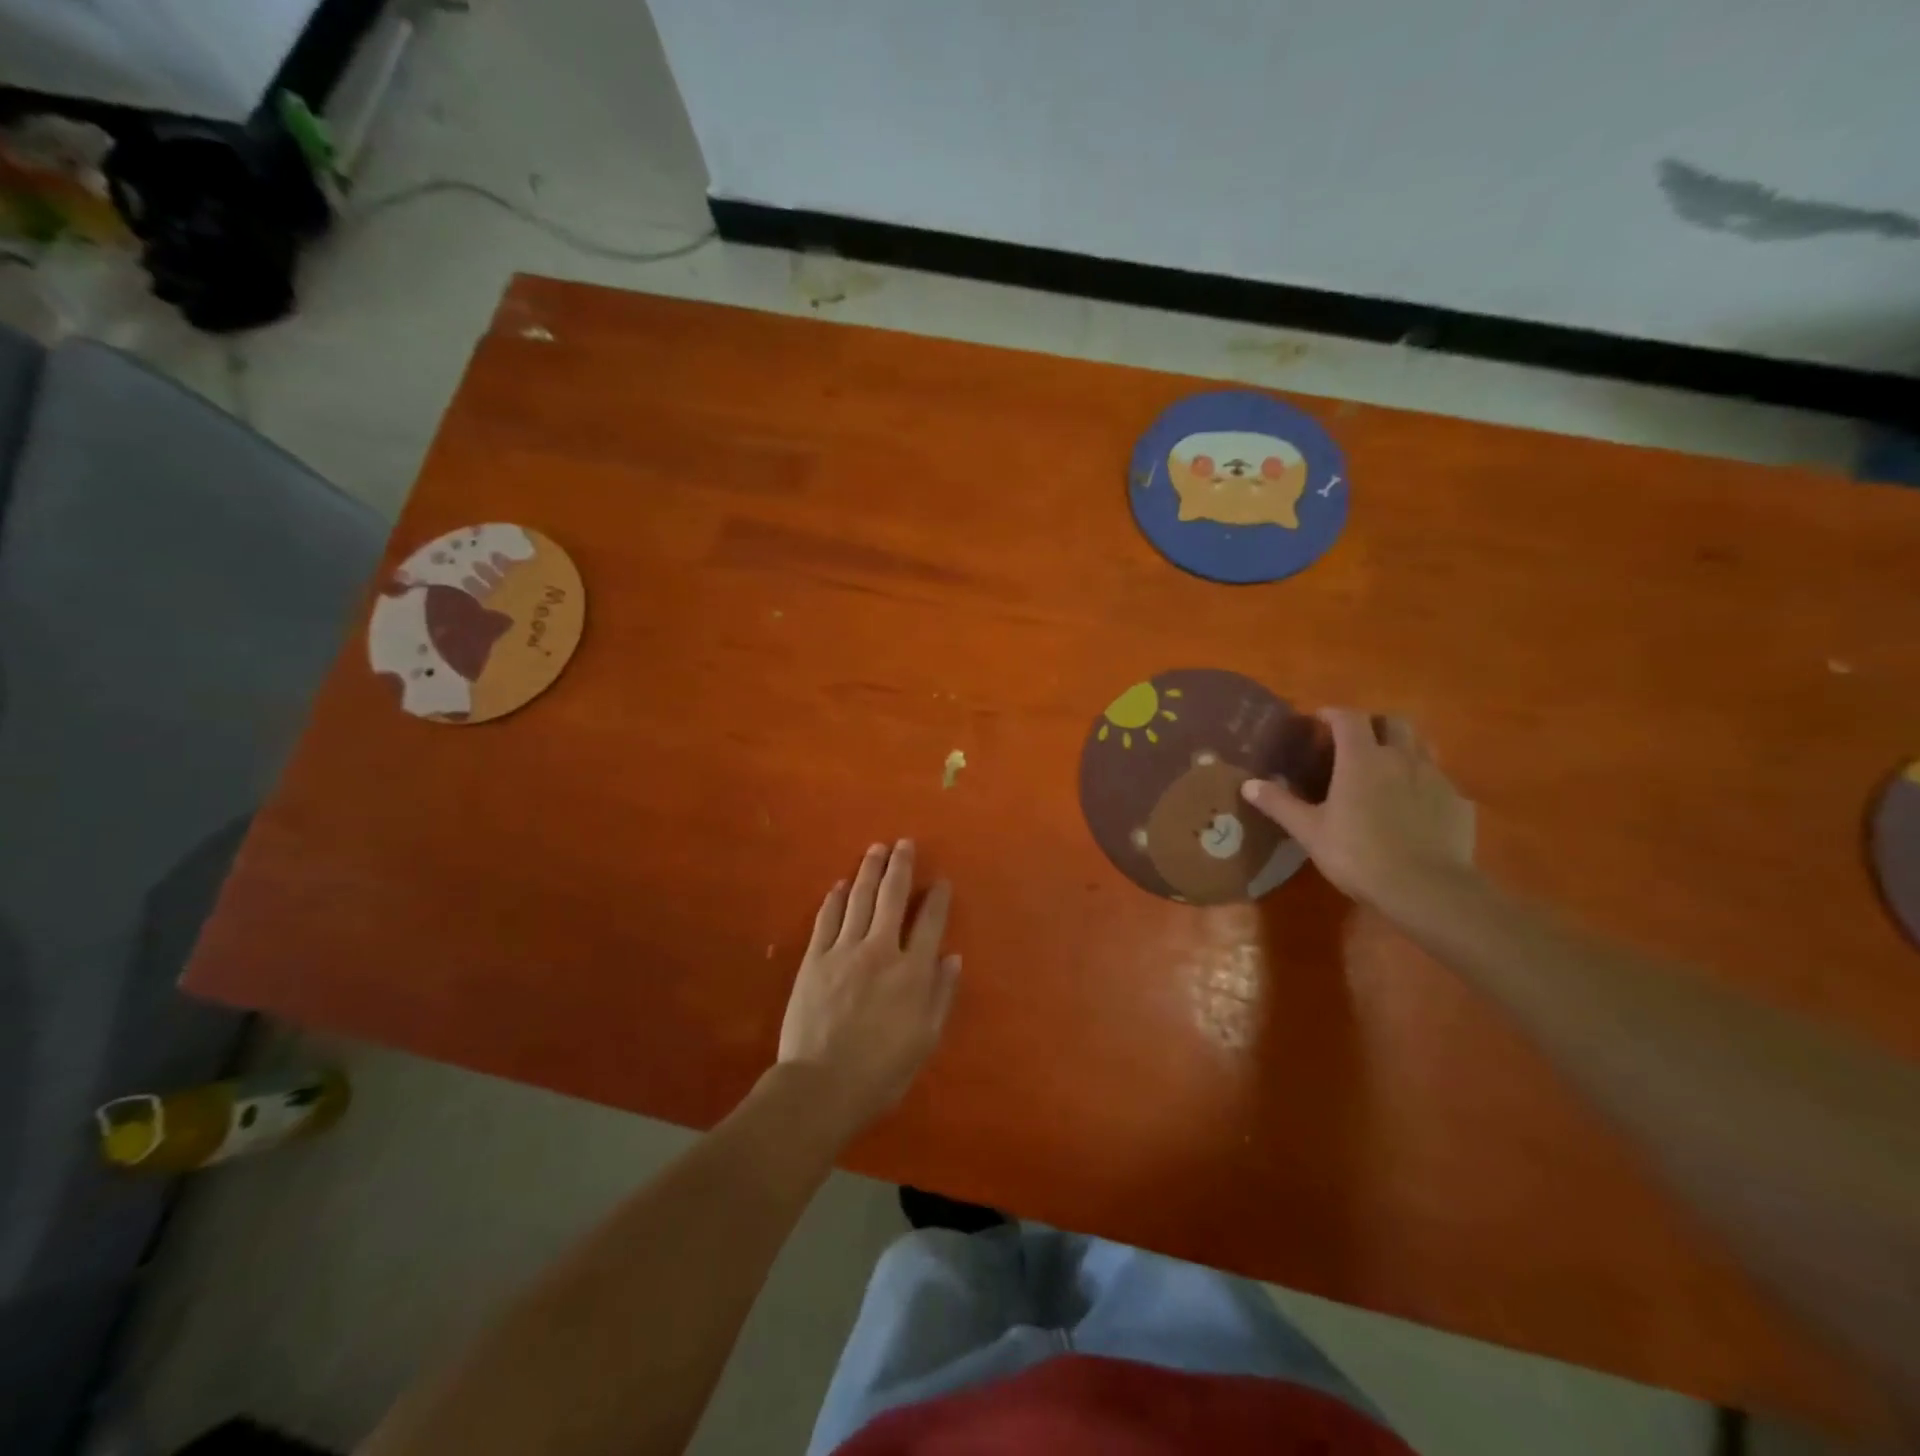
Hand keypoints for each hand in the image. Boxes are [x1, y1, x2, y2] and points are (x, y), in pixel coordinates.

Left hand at [777, 841, 959, 1136]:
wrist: (821, 1086)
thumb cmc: (881, 1072)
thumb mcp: (925, 1040)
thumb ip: (941, 995)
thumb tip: (952, 958)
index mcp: (912, 972)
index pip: (930, 923)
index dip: (938, 899)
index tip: (941, 881)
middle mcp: (880, 950)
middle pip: (893, 897)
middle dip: (900, 866)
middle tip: (904, 843)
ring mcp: (844, 951)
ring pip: (859, 899)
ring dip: (869, 871)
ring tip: (876, 849)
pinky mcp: (814, 959)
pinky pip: (826, 919)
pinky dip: (834, 899)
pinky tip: (839, 885)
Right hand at [1242, 709, 1475, 909]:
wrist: (1426, 888)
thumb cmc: (1358, 854)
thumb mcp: (1309, 831)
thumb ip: (1279, 804)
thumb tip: (1248, 785)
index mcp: (1362, 758)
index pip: (1349, 718)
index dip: (1333, 714)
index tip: (1320, 721)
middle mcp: (1401, 758)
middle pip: (1394, 721)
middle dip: (1375, 724)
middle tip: (1357, 741)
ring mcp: (1436, 778)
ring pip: (1422, 746)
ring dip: (1404, 748)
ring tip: (1388, 768)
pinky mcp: (1459, 803)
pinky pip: (1440, 781)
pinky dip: (1424, 784)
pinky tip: (1415, 807)